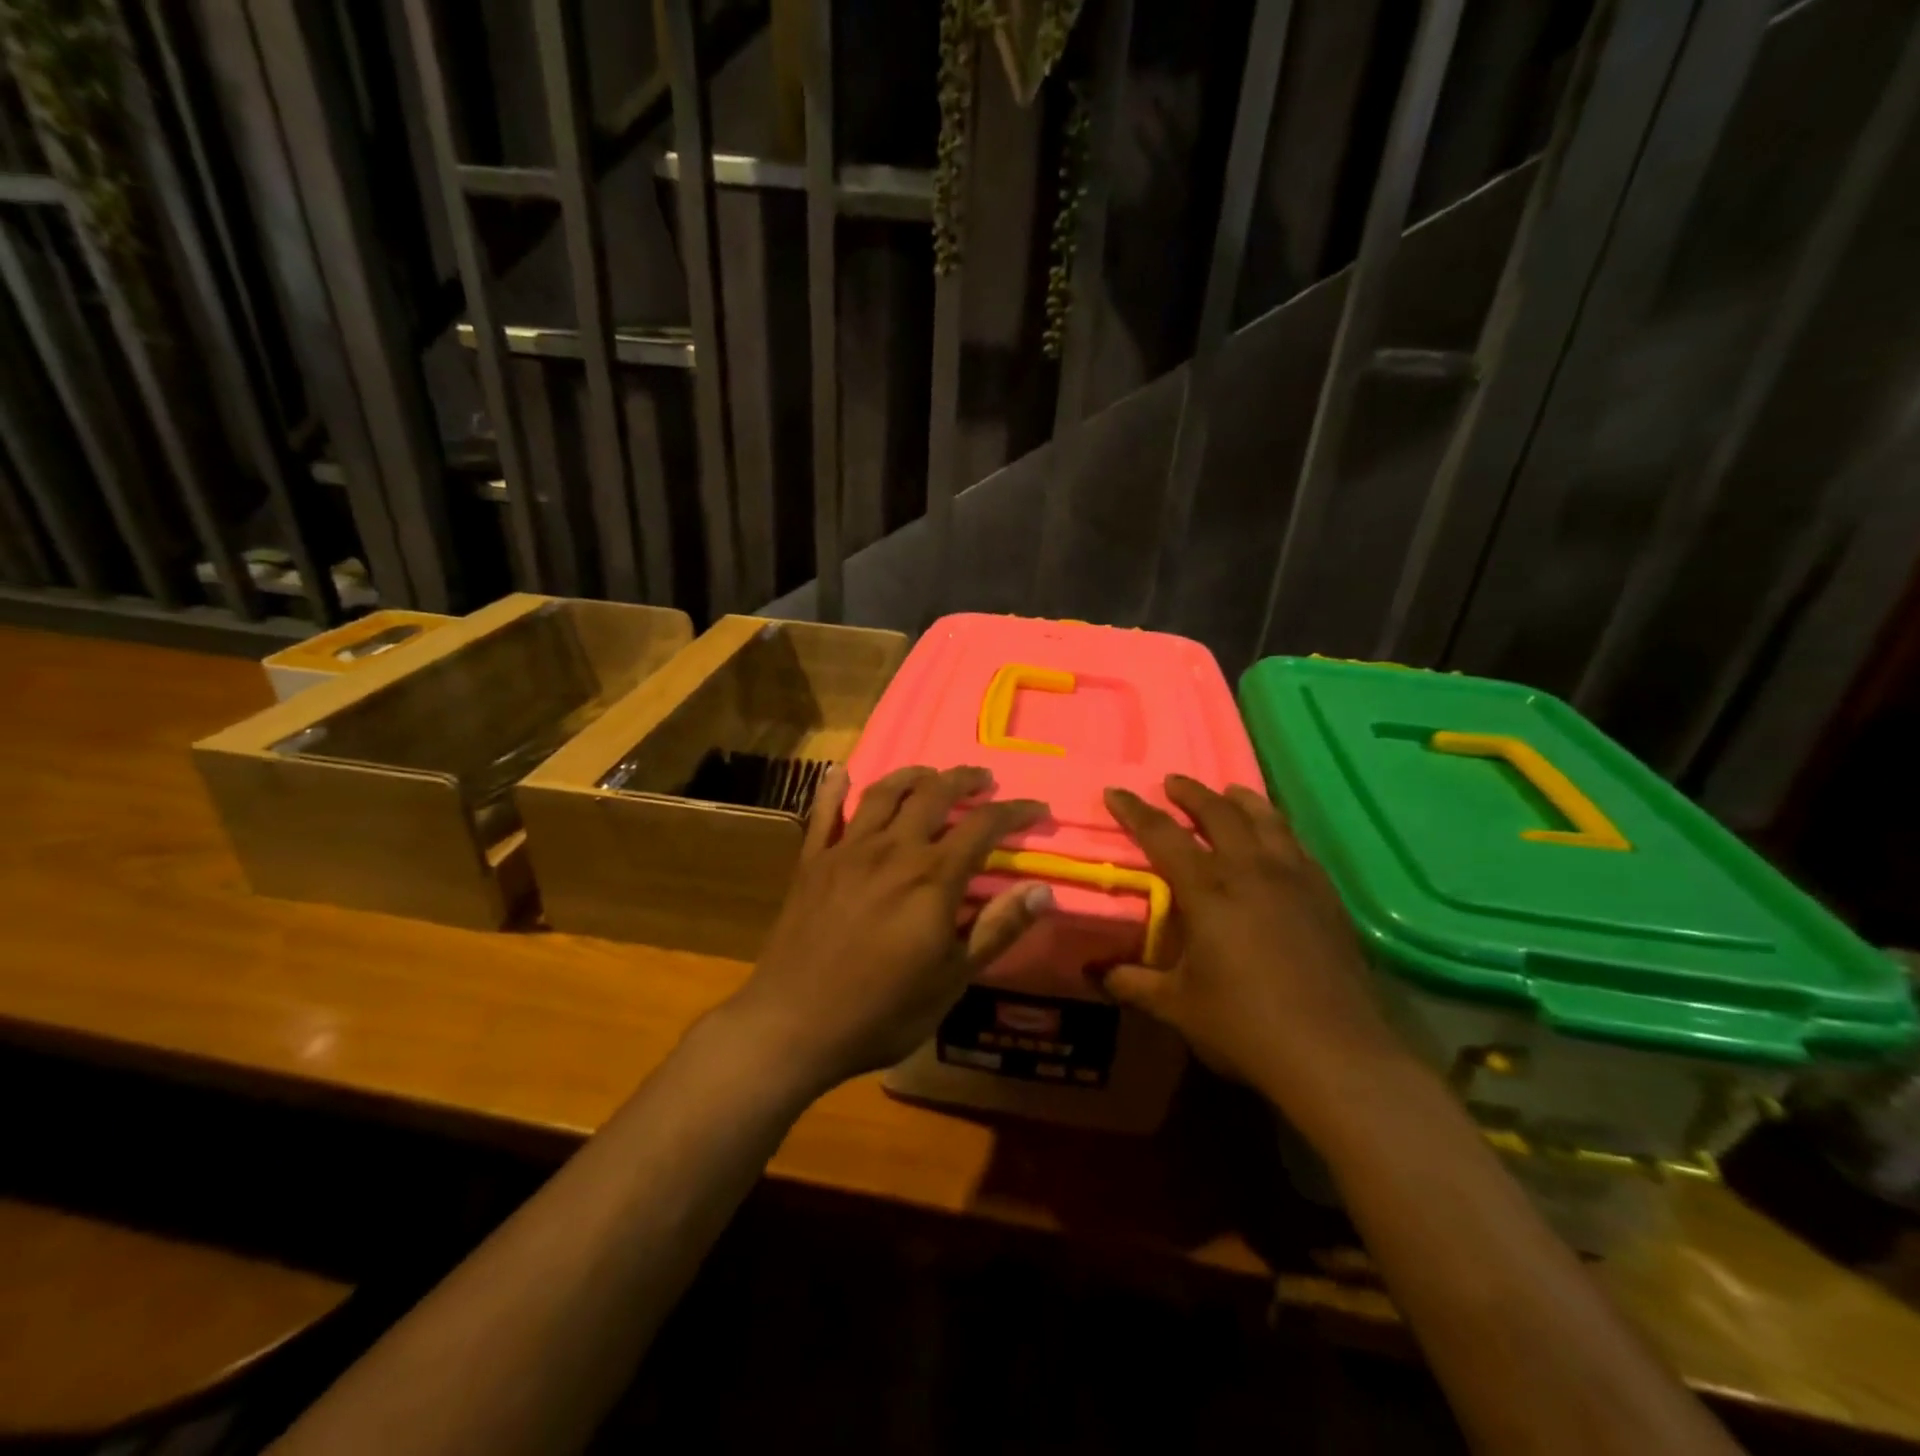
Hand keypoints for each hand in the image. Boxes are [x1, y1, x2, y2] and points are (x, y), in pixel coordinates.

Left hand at [722, 764, 1052, 1093]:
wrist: (793, 1024)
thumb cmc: (882, 1010)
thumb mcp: (952, 979)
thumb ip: (997, 929)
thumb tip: (1043, 889)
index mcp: (932, 877)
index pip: (983, 825)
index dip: (1014, 812)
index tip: (1037, 809)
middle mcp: (893, 849)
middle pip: (934, 794)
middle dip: (964, 780)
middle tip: (983, 780)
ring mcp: (848, 850)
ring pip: (884, 793)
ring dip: (912, 775)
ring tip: (930, 774)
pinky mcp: (812, 861)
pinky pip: (824, 812)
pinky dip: (835, 788)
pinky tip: (842, 772)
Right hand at [1098, 775, 1409, 1122]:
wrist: (1336, 1054)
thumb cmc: (1245, 1026)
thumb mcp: (1177, 1006)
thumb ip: (1132, 983)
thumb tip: (1094, 974)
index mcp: (1208, 891)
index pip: (1163, 835)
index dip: (1135, 811)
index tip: (1115, 791)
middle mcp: (1251, 871)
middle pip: (1219, 814)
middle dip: (1191, 794)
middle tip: (1173, 781)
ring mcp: (1295, 879)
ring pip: (1266, 820)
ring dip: (1241, 800)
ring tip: (1229, 792)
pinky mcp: (1326, 896)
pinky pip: (1297, 845)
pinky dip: (1277, 829)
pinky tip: (1276, 840)